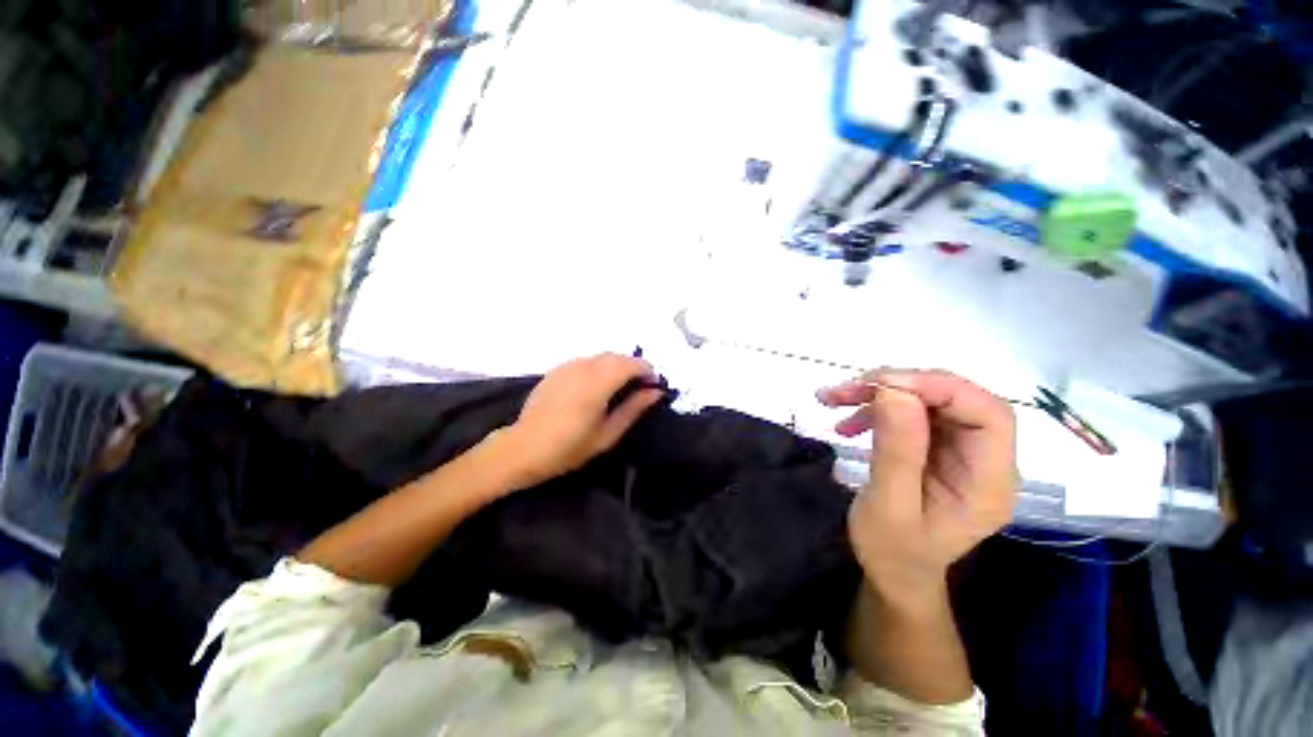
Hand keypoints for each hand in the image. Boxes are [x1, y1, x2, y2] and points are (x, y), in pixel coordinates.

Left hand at [497, 353, 664, 489]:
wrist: (523, 449)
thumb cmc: (569, 448)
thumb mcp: (607, 435)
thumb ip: (633, 409)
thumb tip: (655, 392)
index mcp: (598, 384)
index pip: (631, 364)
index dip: (647, 371)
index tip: (653, 385)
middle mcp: (583, 367)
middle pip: (617, 356)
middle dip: (633, 367)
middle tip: (639, 388)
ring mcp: (567, 366)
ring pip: (601, 357)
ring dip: (616, 366)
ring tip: (619, 388)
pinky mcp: (557, 370)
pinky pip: (585, 361)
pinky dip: (598, 368)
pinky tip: (595, 387)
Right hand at [818, 369, 1017, 606]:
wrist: (893, 572)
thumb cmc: (893, 552)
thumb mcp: (888, 507)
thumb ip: (896, 451)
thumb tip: (894, 391)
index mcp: (988, 482)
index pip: (988, 416)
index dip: (939, 389)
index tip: (882, 385)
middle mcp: (984, 459)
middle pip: (957, 400)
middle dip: (900, 385)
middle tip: (847, 389)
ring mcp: (961, 451)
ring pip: (929, 400)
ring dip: (880, 394)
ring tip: (835, 400)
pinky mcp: (937, 447)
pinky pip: (911, 412)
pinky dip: (876, 408)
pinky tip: (847, 422)